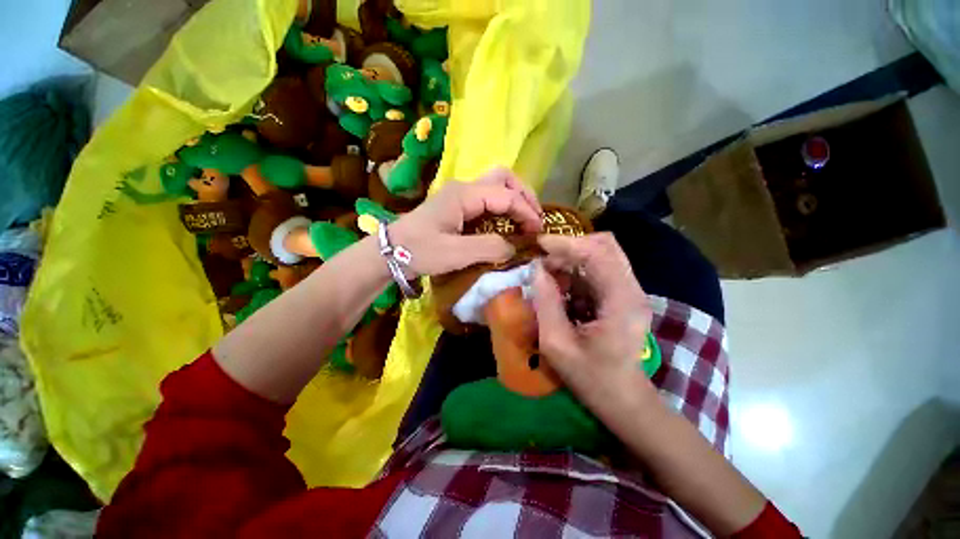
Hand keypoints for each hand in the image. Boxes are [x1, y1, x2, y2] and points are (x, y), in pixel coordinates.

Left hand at [389, 167, 542, 275]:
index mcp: (465, 194)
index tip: (538, 231)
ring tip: (525, 219)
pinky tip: (506, 222)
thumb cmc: (420, 251)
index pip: (506, 195)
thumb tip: (515, 246)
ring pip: (496, 185)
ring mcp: (460, 195)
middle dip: (524, 195)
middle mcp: (465, 187)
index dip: (526, 211)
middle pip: (504, 177)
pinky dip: (503, 207)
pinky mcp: (458, 205)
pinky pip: (488, 198)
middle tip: (535, 218)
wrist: (390, 252)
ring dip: (515, 199)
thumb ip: (490, 248)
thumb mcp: (456, 253)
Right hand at [532, 233, 652, 404]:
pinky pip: (599, 270)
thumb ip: (545, 303)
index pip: (598, 252)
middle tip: (544, 261)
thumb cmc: (591, 377)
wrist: (623, 399)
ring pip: (602, 255)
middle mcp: (631, 289)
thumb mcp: (557, 344)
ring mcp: (630, 291)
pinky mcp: (623, 296)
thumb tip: (536, 269)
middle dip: (570, 247)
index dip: (566, 243)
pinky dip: (577, 271)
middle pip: (605, 245)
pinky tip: (562, 288)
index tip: (539, 244)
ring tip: (549, 276)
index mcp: (621, 300)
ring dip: (572, 259)